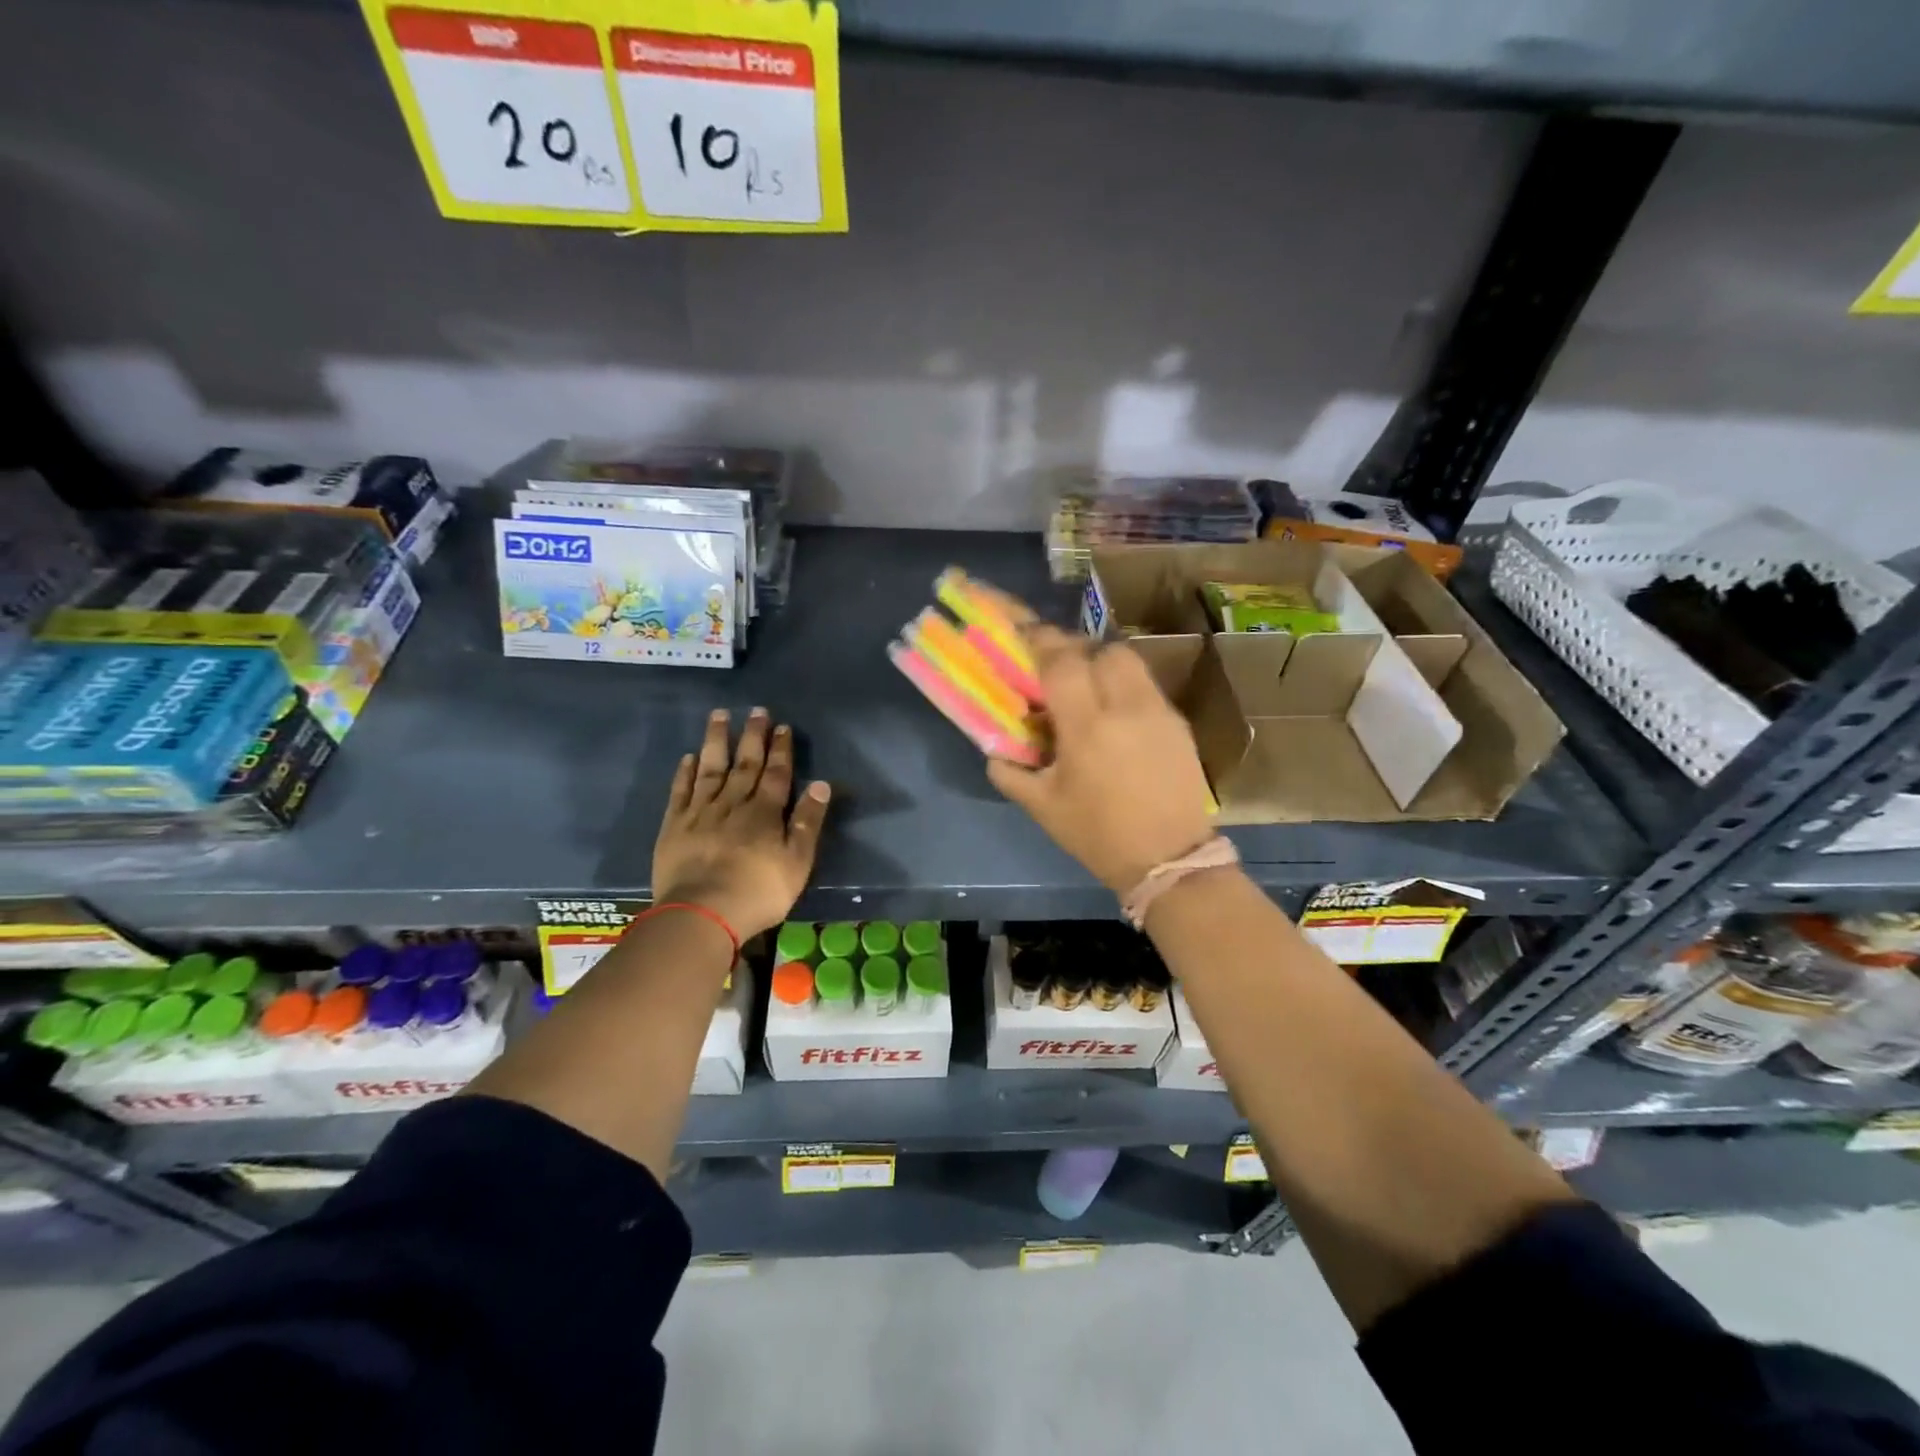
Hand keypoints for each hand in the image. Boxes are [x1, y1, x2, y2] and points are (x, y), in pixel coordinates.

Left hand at [653, 708, 830, 939]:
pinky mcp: (674, 827)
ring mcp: (701, 813)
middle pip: (745, 764)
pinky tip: (689, 757)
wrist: (702, 914)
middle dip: (752, 737)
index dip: (781, 749)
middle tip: (756, 710)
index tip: (782, 726)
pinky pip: (681, 792)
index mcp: (765, 813)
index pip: (777, 774)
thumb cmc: (758, 892)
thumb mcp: (797, 862)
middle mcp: (733, 804)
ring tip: (719, 715)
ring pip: (711, 769)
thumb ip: (808, 822)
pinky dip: (686, 773)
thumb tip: (821, 784)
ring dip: (716, 742)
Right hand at [988, 625, 1214, 894]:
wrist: (1170, 859)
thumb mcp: (1042, 808)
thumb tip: (994, 748)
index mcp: (1087, 727)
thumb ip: (1009, 771)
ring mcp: (1158, 711)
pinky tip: (1113, 713)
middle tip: (1053, 667)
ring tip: (1085, 687)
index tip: (1021, 632)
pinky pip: (1144, 685)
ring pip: (1127, 660)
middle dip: (1072, 649)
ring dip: (1100, 662)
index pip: (1061, 662)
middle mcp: (1126, 707)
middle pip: (1099, 649)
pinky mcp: (1178, 722)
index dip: (1039, 640)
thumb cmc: (1098, 835)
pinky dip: (1122, 685)